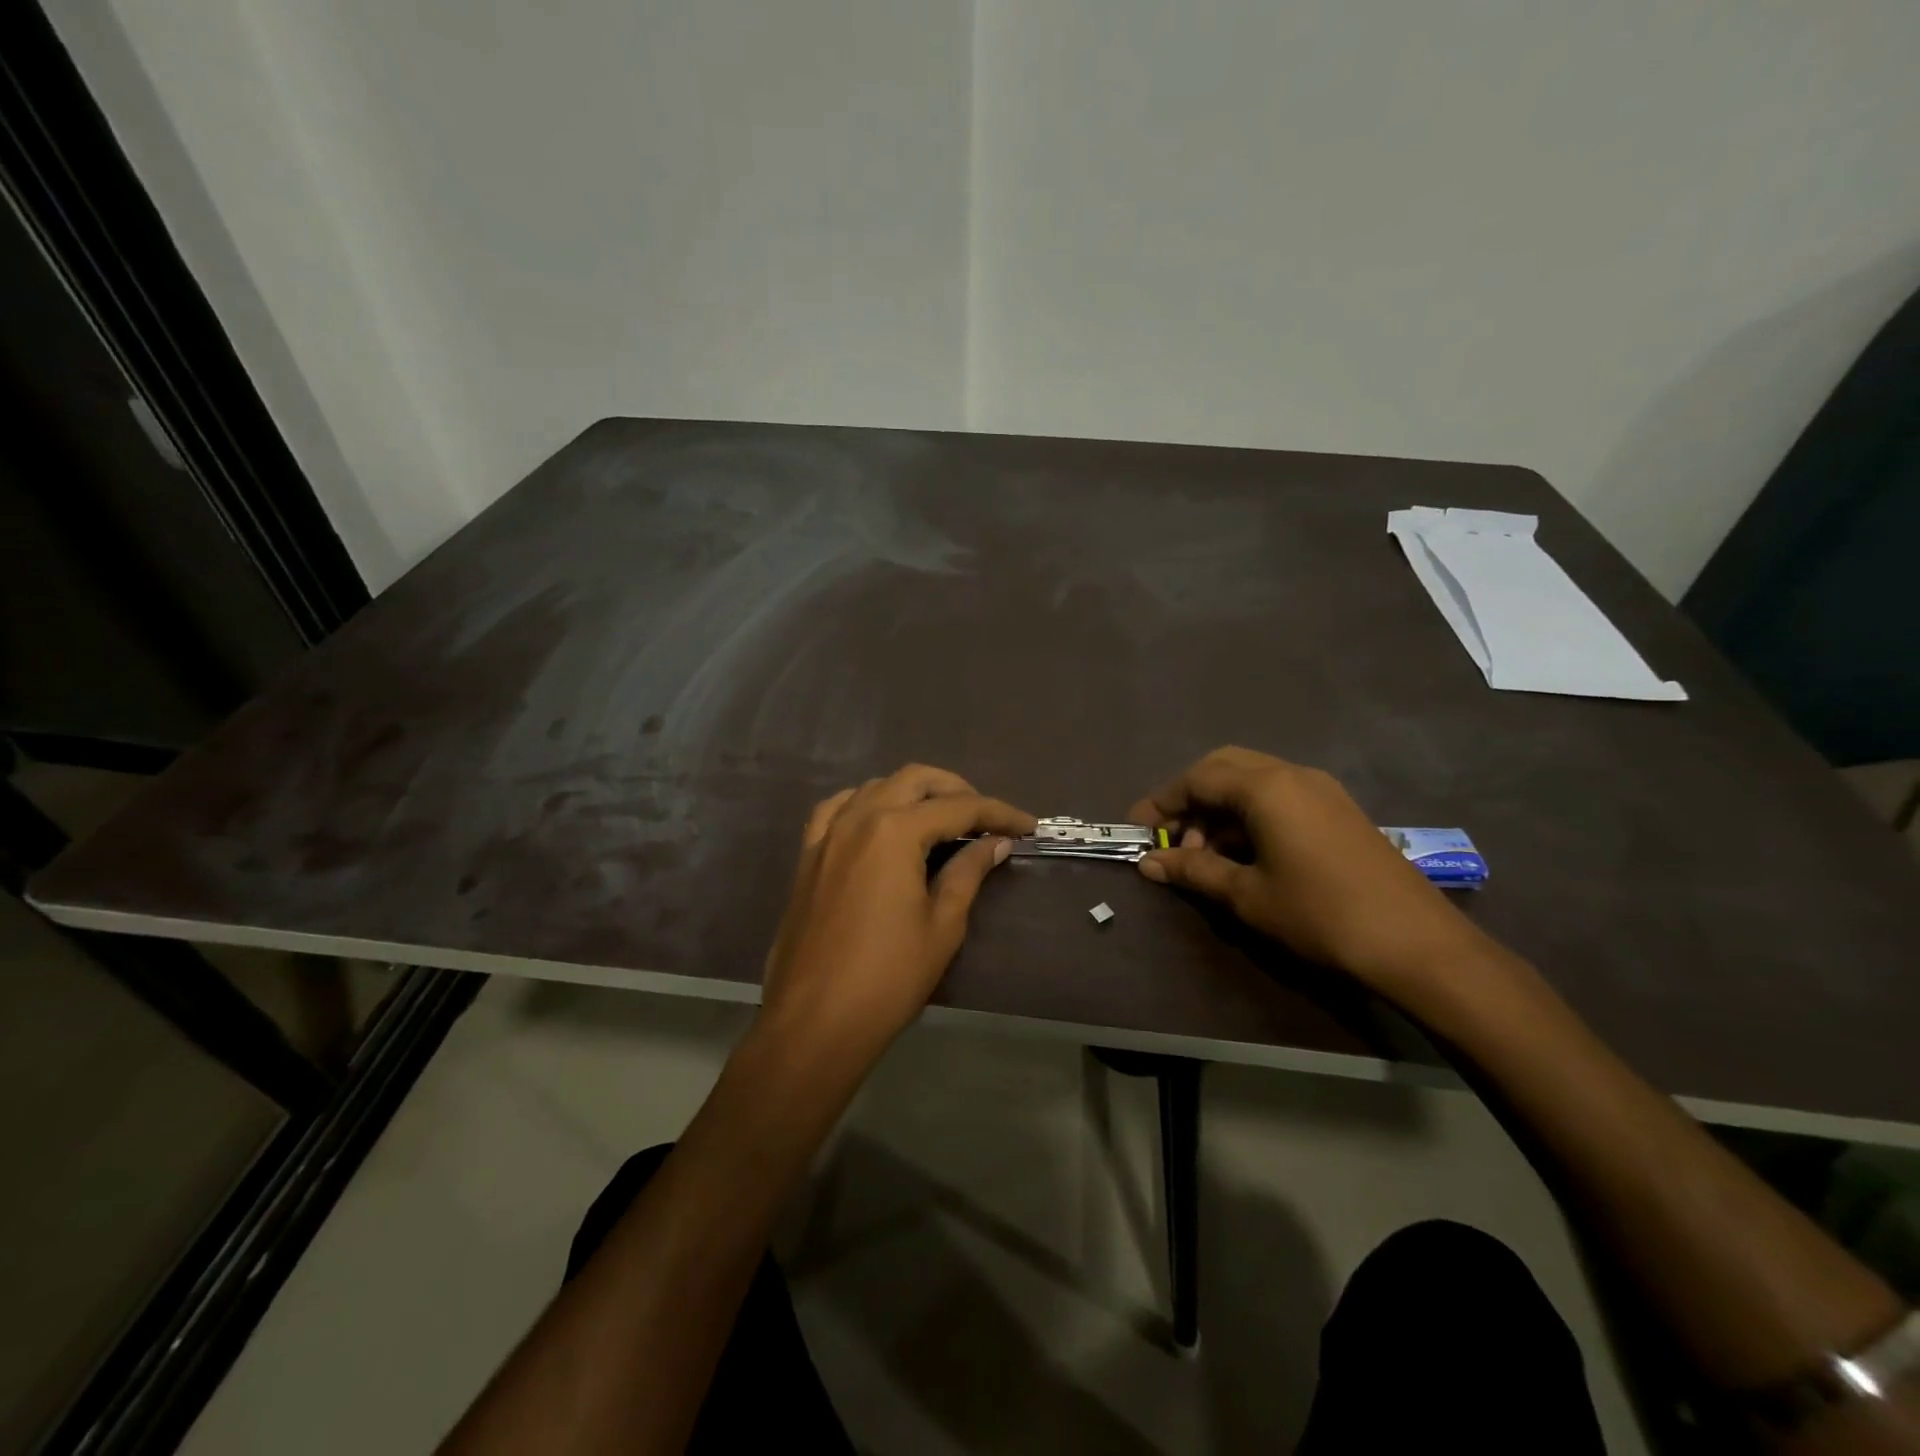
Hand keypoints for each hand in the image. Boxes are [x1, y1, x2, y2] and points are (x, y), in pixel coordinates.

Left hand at [759, 765, 1034, 1060]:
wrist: (814, 1021)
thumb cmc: (888, 977)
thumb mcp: (942, 925)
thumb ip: (968, 872)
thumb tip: (995, 843)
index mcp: (895, 831)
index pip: (959, 807)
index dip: (999, 813)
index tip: (1028, 825)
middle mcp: (858, 818)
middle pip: (915, 780)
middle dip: (956, 790)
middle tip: (985, 818)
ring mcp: (827, 834)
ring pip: (876, 786)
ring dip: (913, 793)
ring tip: (941, 819)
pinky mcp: (808, 855)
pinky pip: (838, 809)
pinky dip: (866, 803)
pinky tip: (879, 820)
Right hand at [1129, 746, 1489, 992]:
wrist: (1417, 943)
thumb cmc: (1320, 914)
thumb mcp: (1247, 895)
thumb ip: (1194, 870)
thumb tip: (1149, 864)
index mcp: (1266, 787)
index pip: (1198, 778)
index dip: (1162, 802)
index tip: (1137, 829)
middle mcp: (1293, 774)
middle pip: (1224, 767)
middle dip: (1190, 797)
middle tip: (1171, 836)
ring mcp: (1321, 790)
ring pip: (1253, 780)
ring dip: (1220, 808)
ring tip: (1205, 855)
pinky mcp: (1338, 809)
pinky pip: (1279, 795)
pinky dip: (1250, 814)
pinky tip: (1245, 854)